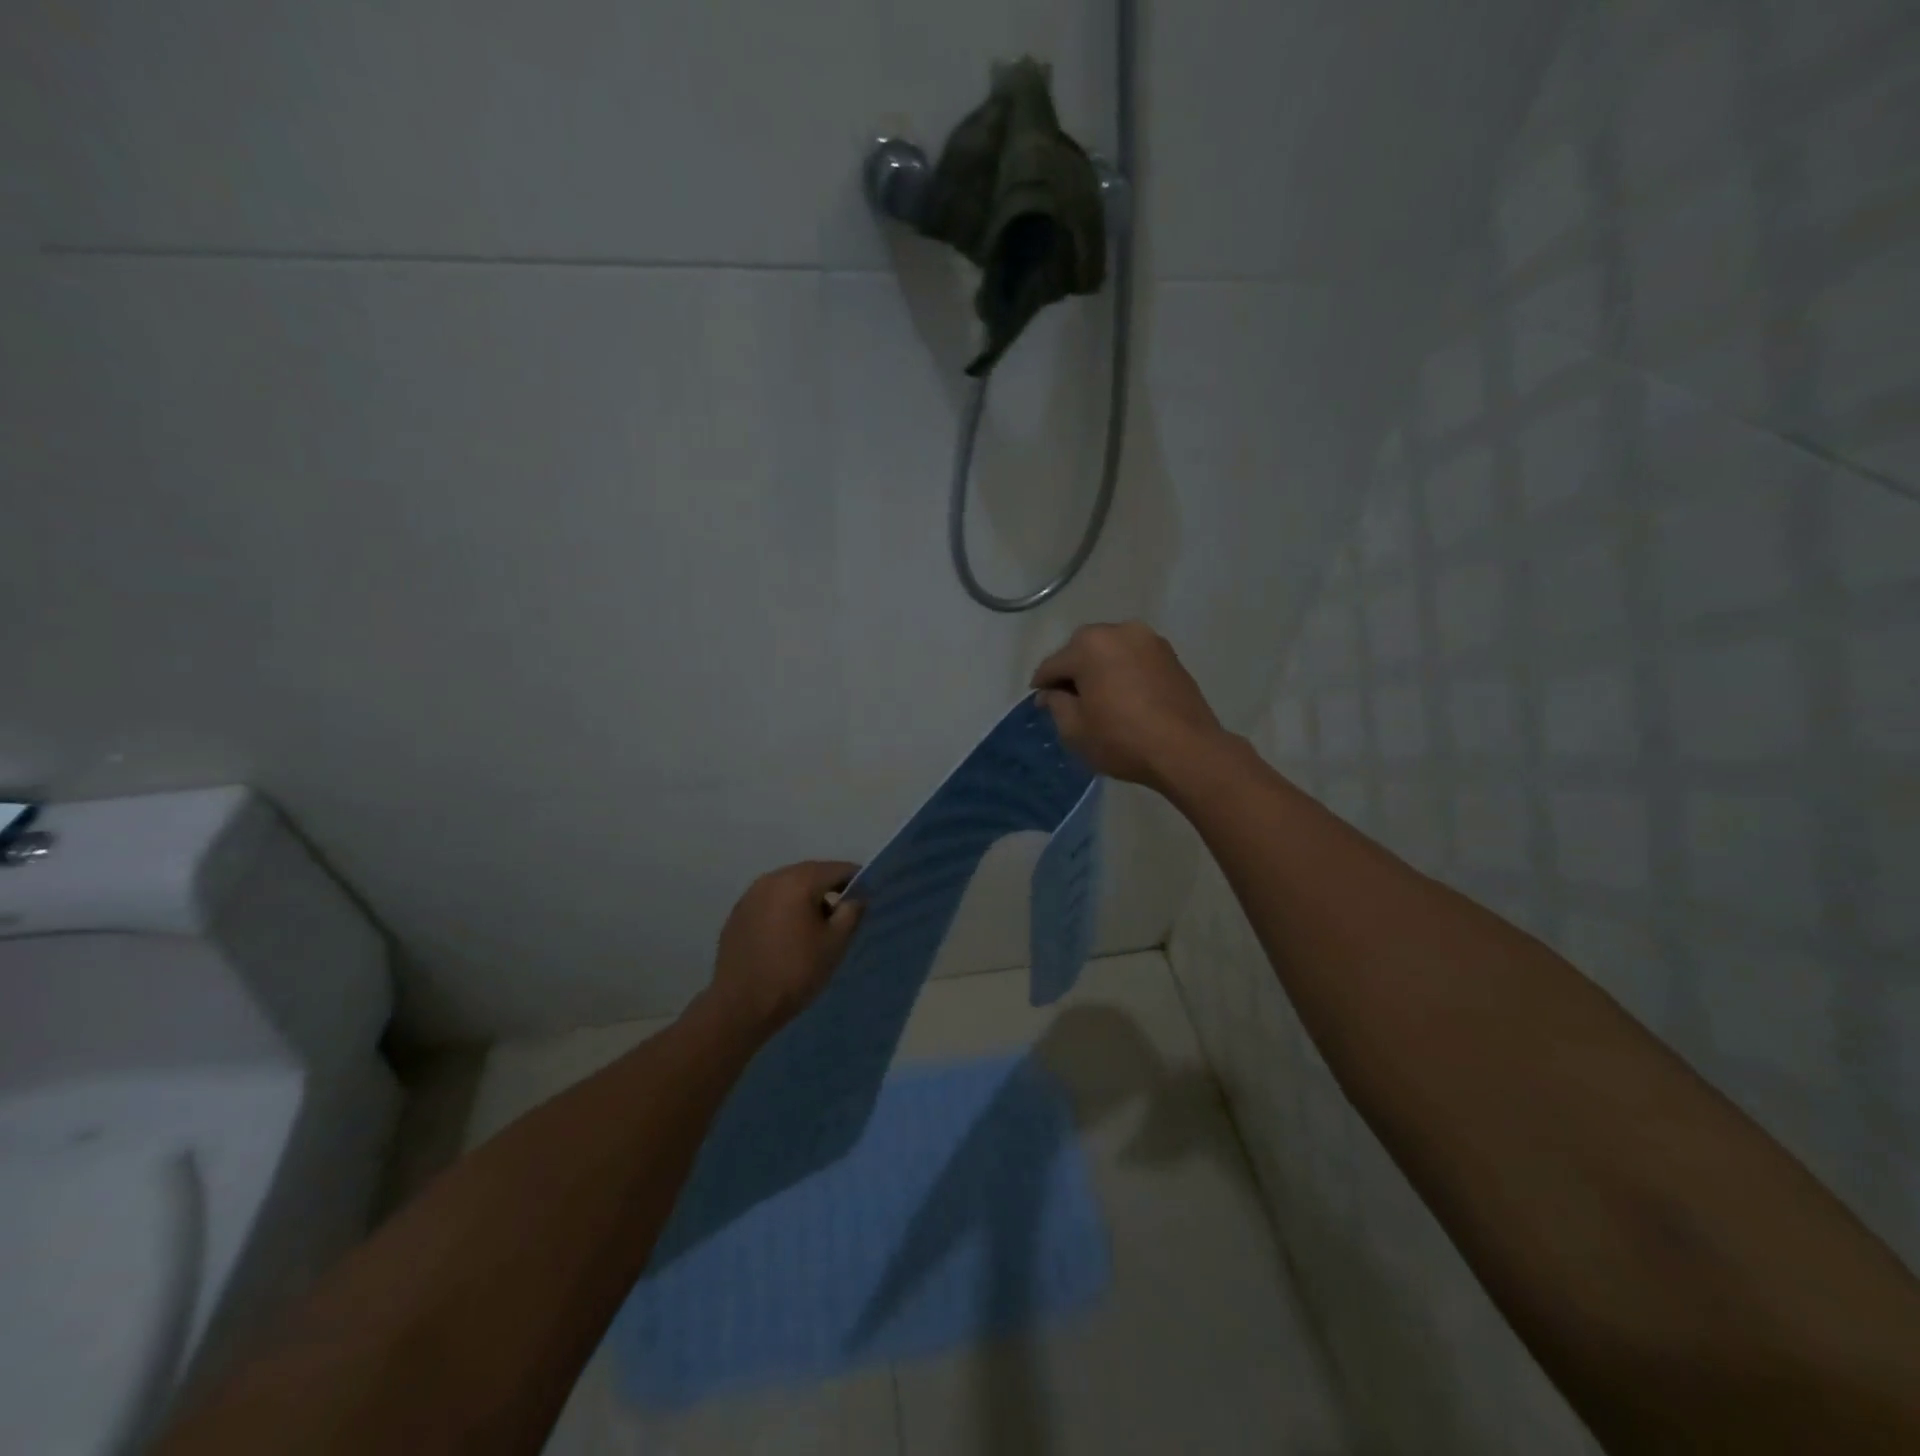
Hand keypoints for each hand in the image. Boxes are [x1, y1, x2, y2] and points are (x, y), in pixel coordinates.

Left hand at [707, 860, 863, 1035]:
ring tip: (816, 924)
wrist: (741, 1005)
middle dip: (829, 887)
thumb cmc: (795, 972)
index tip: (866, 897)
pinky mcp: (738, 912)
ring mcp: (751, 894)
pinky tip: (788, 933)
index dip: (856, 880)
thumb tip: (857, 897)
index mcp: (799, 881)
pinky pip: (770, 900)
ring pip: (788, 886)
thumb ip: (851, 913)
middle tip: (844, 911)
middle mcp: (772, 878)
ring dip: (805, 897)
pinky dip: (784, 908)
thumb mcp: (835, 944)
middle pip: (810, 873)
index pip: (837, 869)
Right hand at [1030, 622, 1226, 790]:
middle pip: (1082, 649)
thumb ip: (1056, 704)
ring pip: (1111, 651)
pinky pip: (1134, 659)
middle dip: (1072, 671)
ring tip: (1098, 697)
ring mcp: (1149, 640)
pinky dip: (1123, 672)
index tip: (1039, 703)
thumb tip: (1052, 693)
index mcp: (1089, 645)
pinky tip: (1123, 696)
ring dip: (1100, 669)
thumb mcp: (1074, 729)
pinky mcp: (1170, 655)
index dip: (1042, 685)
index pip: (1053, 664)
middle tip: (1068, 699)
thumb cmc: (1122, 739)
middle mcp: (1119, 631)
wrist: (1186, 750)